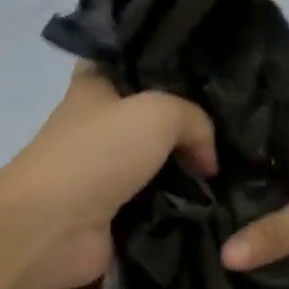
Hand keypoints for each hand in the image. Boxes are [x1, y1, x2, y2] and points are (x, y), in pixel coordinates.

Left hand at [0, 66, 216, 288]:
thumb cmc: (98, 153)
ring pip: (159, 163)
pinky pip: (158, 203)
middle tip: (233, 130)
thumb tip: (208, 160)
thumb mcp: (158, 113)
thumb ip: (196, 121)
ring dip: (189, 170)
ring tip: (233, 169)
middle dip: (188, 125)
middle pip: (152, 118)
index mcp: (95, 86)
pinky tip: (214, 203)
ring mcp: (105, 172)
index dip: (167, 66)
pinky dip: (181, 206)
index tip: (210, 76)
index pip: (132, 62)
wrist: (55, 226)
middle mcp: (98, 126)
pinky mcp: (114, 213)